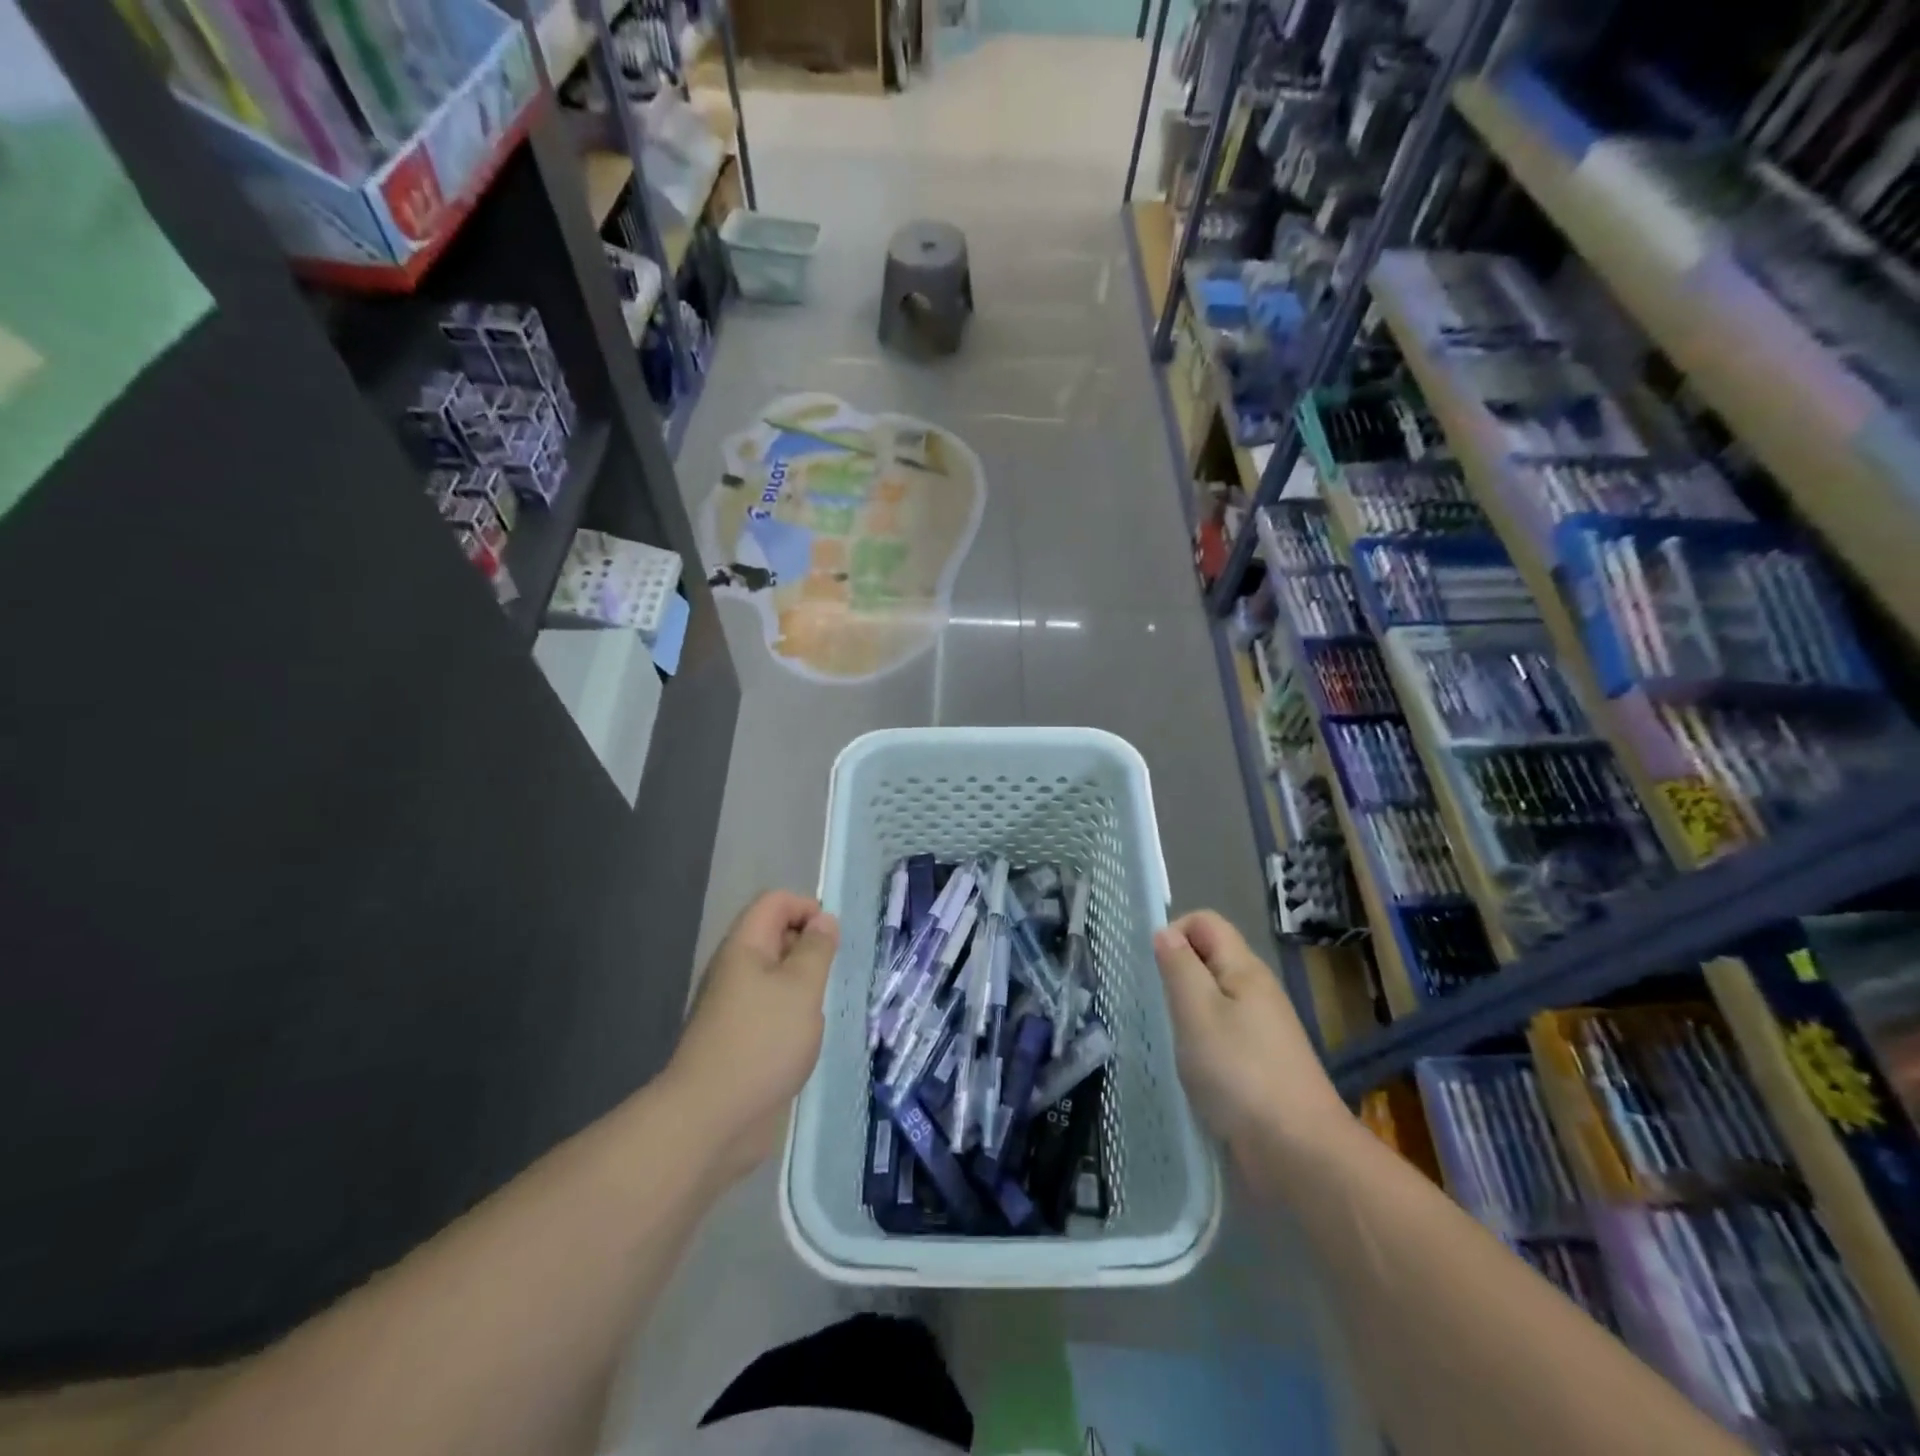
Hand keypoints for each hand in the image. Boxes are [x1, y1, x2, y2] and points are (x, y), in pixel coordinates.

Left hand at [662, 891, 839, 1183]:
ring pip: (774, 976)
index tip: (833, 940)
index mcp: (744, 947)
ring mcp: (732, 1006)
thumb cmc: (762, 1042)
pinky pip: (769, 1009)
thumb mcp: (802, 988)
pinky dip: (791, 1014)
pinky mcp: (737, 1039)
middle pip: (773, 935)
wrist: (711, 1120)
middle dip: (808, 946)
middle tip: (831, 975)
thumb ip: (816, 949)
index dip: (807, 909)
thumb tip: (823, 919)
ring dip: (802, 984)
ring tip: (820, 1008)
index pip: (775, 902)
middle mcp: (734, 969)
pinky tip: (804, 1039)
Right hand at [1154, 910, 1348, 1161]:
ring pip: (1214, 999)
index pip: (1205, 922)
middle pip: (1209, 958)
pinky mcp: (1261, 1065)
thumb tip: (1165, 933)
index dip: (1174, 932)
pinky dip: (1201, 1043)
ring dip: (1186, 1012)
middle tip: (1154, 1006)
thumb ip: (1179, 967)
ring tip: (1167, 1038)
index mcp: (1244, 969)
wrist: (1299, 1152)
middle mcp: (1257, 991)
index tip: (1153, 969)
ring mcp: (1262, 1030)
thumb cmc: (1240, 1073)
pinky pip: (1222, 1035)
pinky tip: (1190, 1068)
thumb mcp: (1197, 1012)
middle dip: (1177, 973)